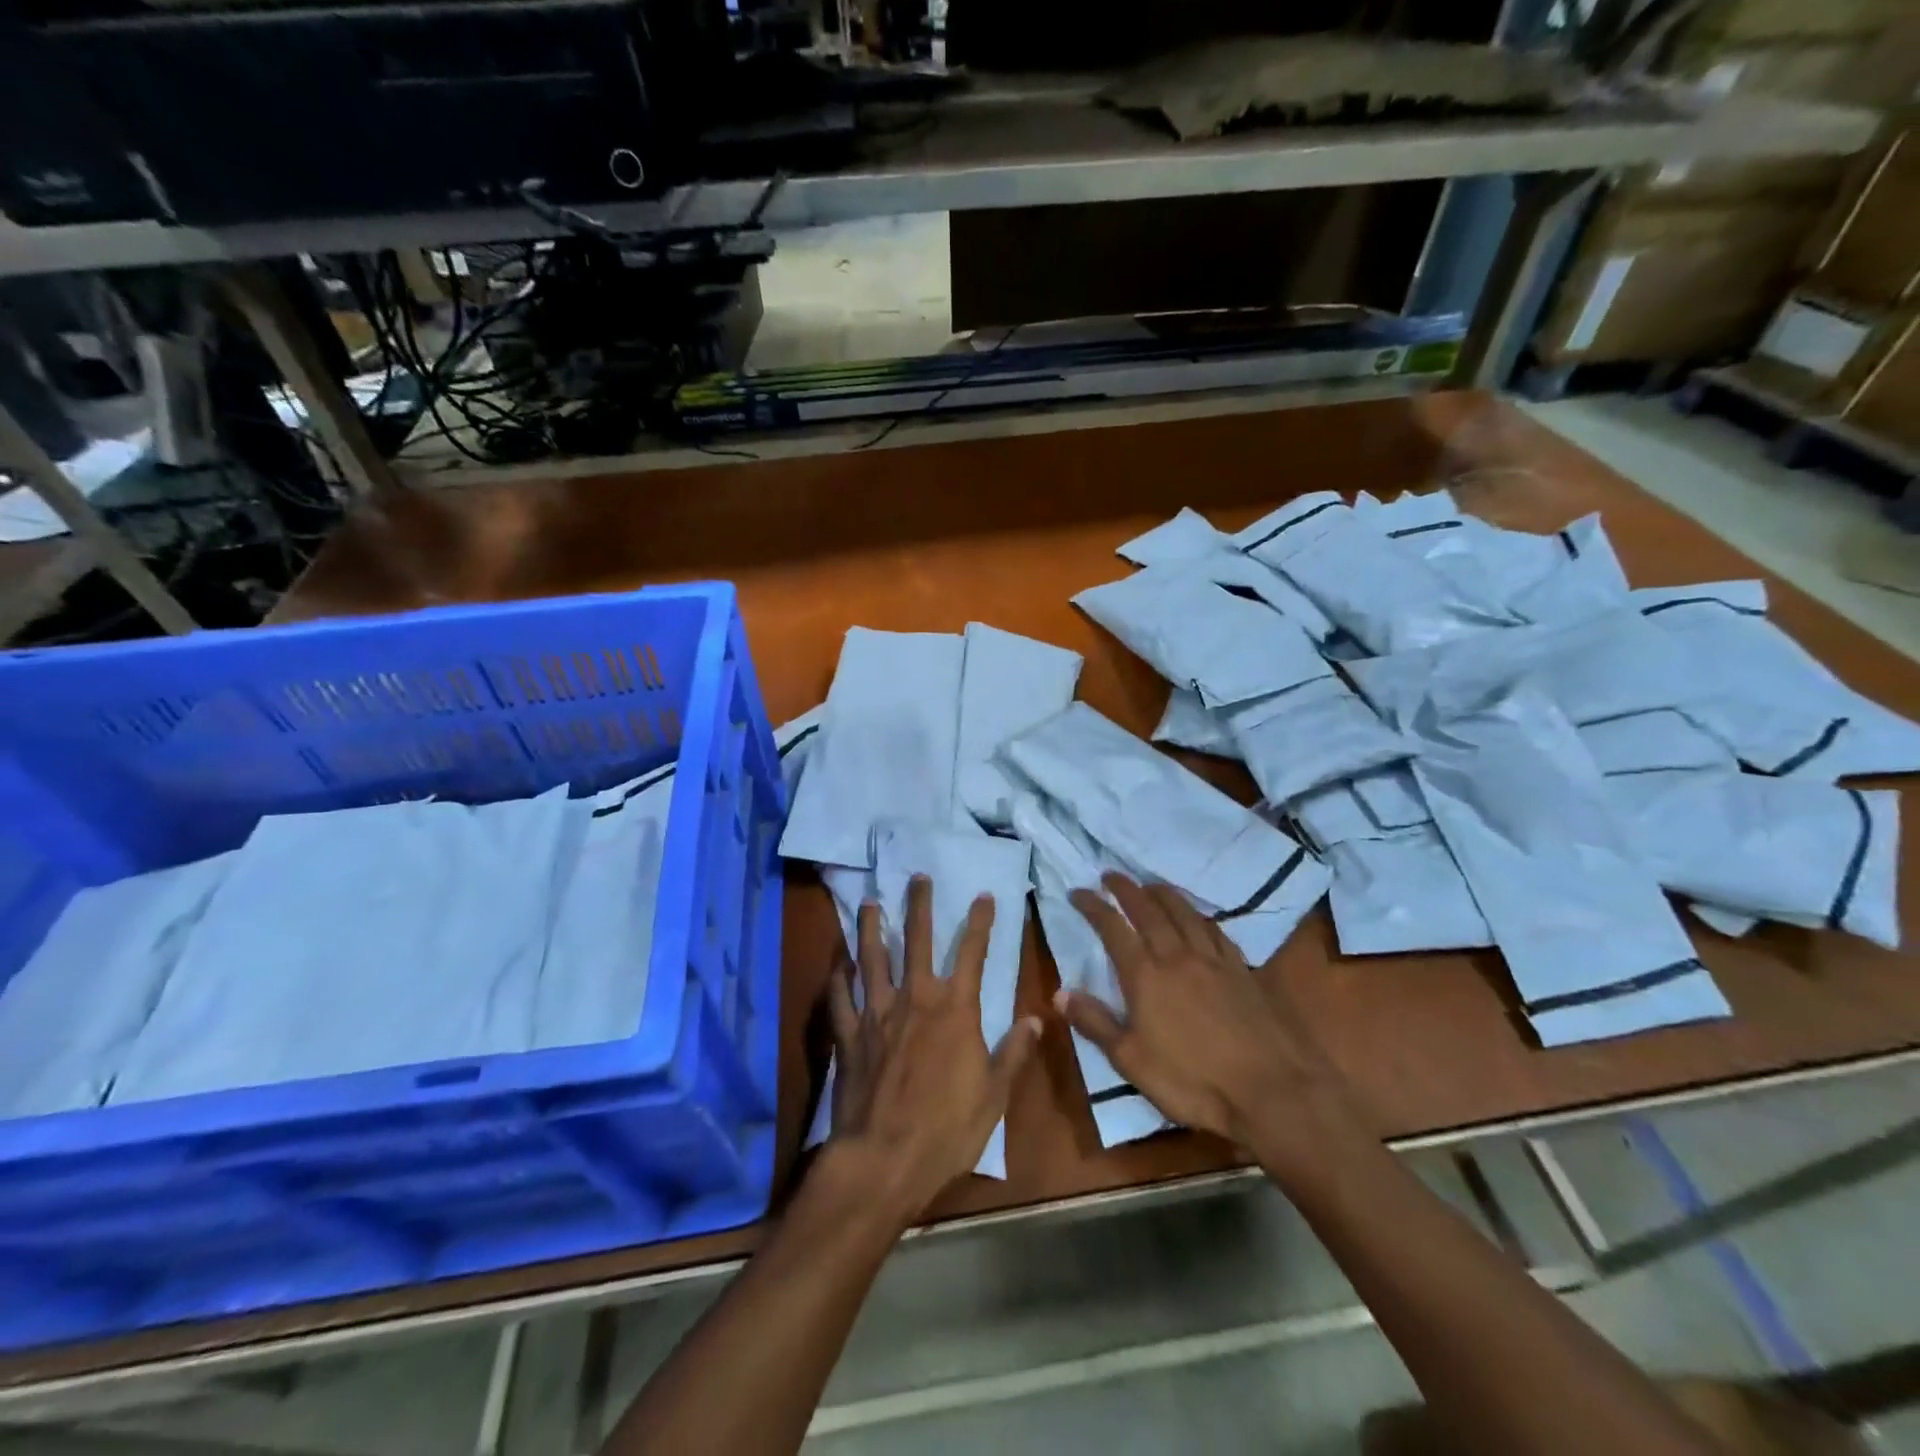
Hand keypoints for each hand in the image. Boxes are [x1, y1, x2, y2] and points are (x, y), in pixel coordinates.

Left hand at [826, 875, 1040, 1221]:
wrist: (882, 1159)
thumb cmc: (946, 1130)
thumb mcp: (994, 1095)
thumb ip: (1013, 1052)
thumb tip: (1035, 1018)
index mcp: (955, 1010)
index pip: (972, 954)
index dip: (980, 922)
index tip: (984, 896)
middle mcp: (915, 999)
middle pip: (917, 941)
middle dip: (920, 905)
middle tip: (917, 876)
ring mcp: (876, 1014)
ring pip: (873, 958)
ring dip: (873, 928)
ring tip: (871, 903)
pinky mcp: (848, 1035)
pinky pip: (841, 998)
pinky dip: (839, 978)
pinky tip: (838, 964)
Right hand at [1061, 873, 1362, 1173]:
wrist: (1273, 1090)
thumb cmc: (1194, 1082)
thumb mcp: (1132, 1061)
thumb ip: (1096, 1023)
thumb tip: (1059, 992)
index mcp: (1145, 976)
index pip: (1112, 928)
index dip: (1093, 906)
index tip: (1078, 891)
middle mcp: (1177, 956)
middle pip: (1148, 910)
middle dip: (1126, 889)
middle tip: (1111, 874)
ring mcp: (1214, 960)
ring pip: (1184, 912)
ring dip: (1163, 893)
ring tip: (1150, 884)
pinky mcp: (1243, 970)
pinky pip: (1215, 930)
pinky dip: (1199, 916)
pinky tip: (1198, 918)